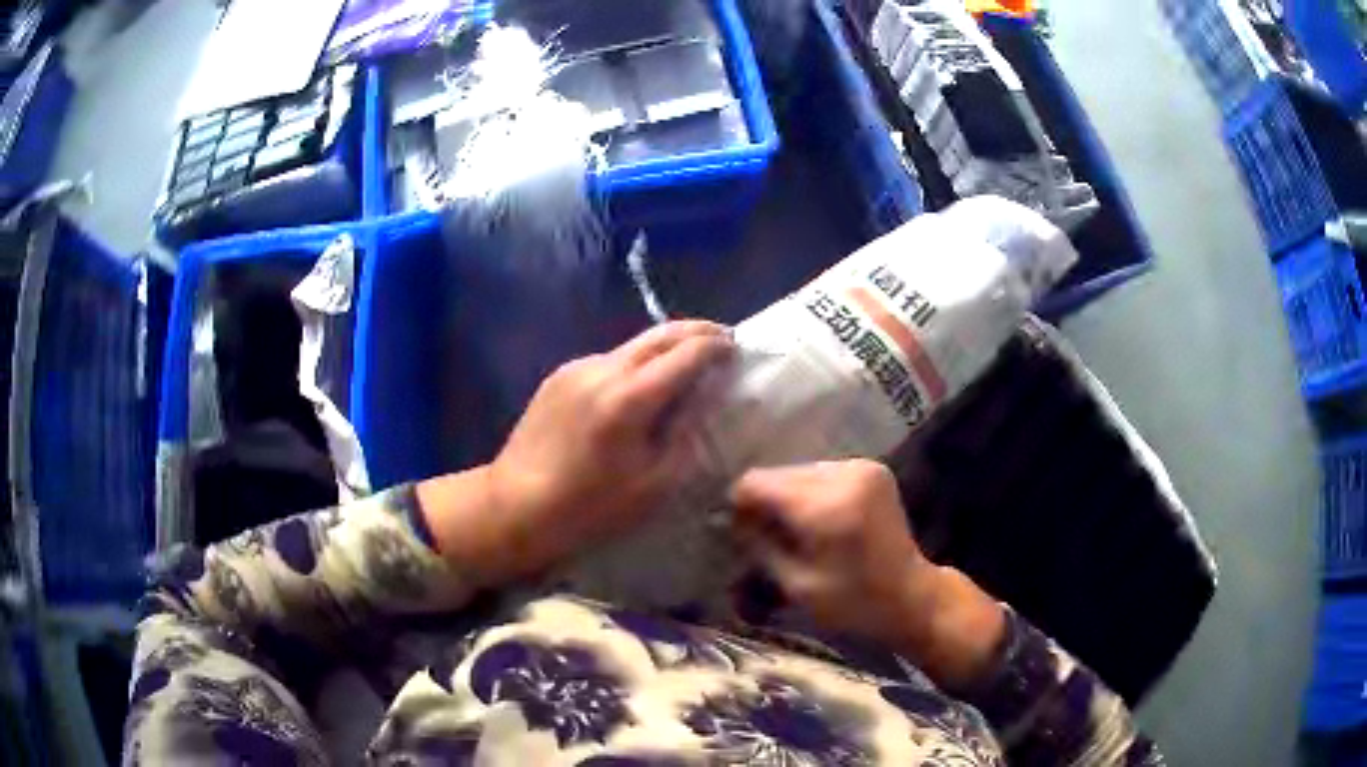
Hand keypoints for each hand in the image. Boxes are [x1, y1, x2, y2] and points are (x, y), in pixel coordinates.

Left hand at [420, 321, 733, 584]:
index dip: (718, 347)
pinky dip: (635, 364)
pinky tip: (641, 387)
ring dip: (665, 347)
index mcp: (630, 397)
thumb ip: (686, 434)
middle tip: (723, 340)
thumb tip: (704, 400)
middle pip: (661, 333)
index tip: (738, 350)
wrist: (515, 505)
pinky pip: (609, 360)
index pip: (687, 353)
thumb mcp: (654, 485)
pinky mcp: (559, 376)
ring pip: (633, 344)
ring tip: (685, 364)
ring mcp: (577, 368)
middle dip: (697, 331)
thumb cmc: (589, 508)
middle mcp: (603, 368)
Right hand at [730, 459, 1005, 689]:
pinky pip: (821, 473)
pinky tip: (817, 522)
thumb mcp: (796, 585)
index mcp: (825, 505)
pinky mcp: (871, 468)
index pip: (757, 483)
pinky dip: (810, 494)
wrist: (912, 595)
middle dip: (765, 503)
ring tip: (795, 532)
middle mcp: (844, 474)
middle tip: (765, 538)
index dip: (740, 506)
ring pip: (798, 472)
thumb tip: (731, 519)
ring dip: (788, 498)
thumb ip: (760, 546)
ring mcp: (861, 467)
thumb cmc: (853, 603)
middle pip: (778, 474)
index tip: (739, 534)